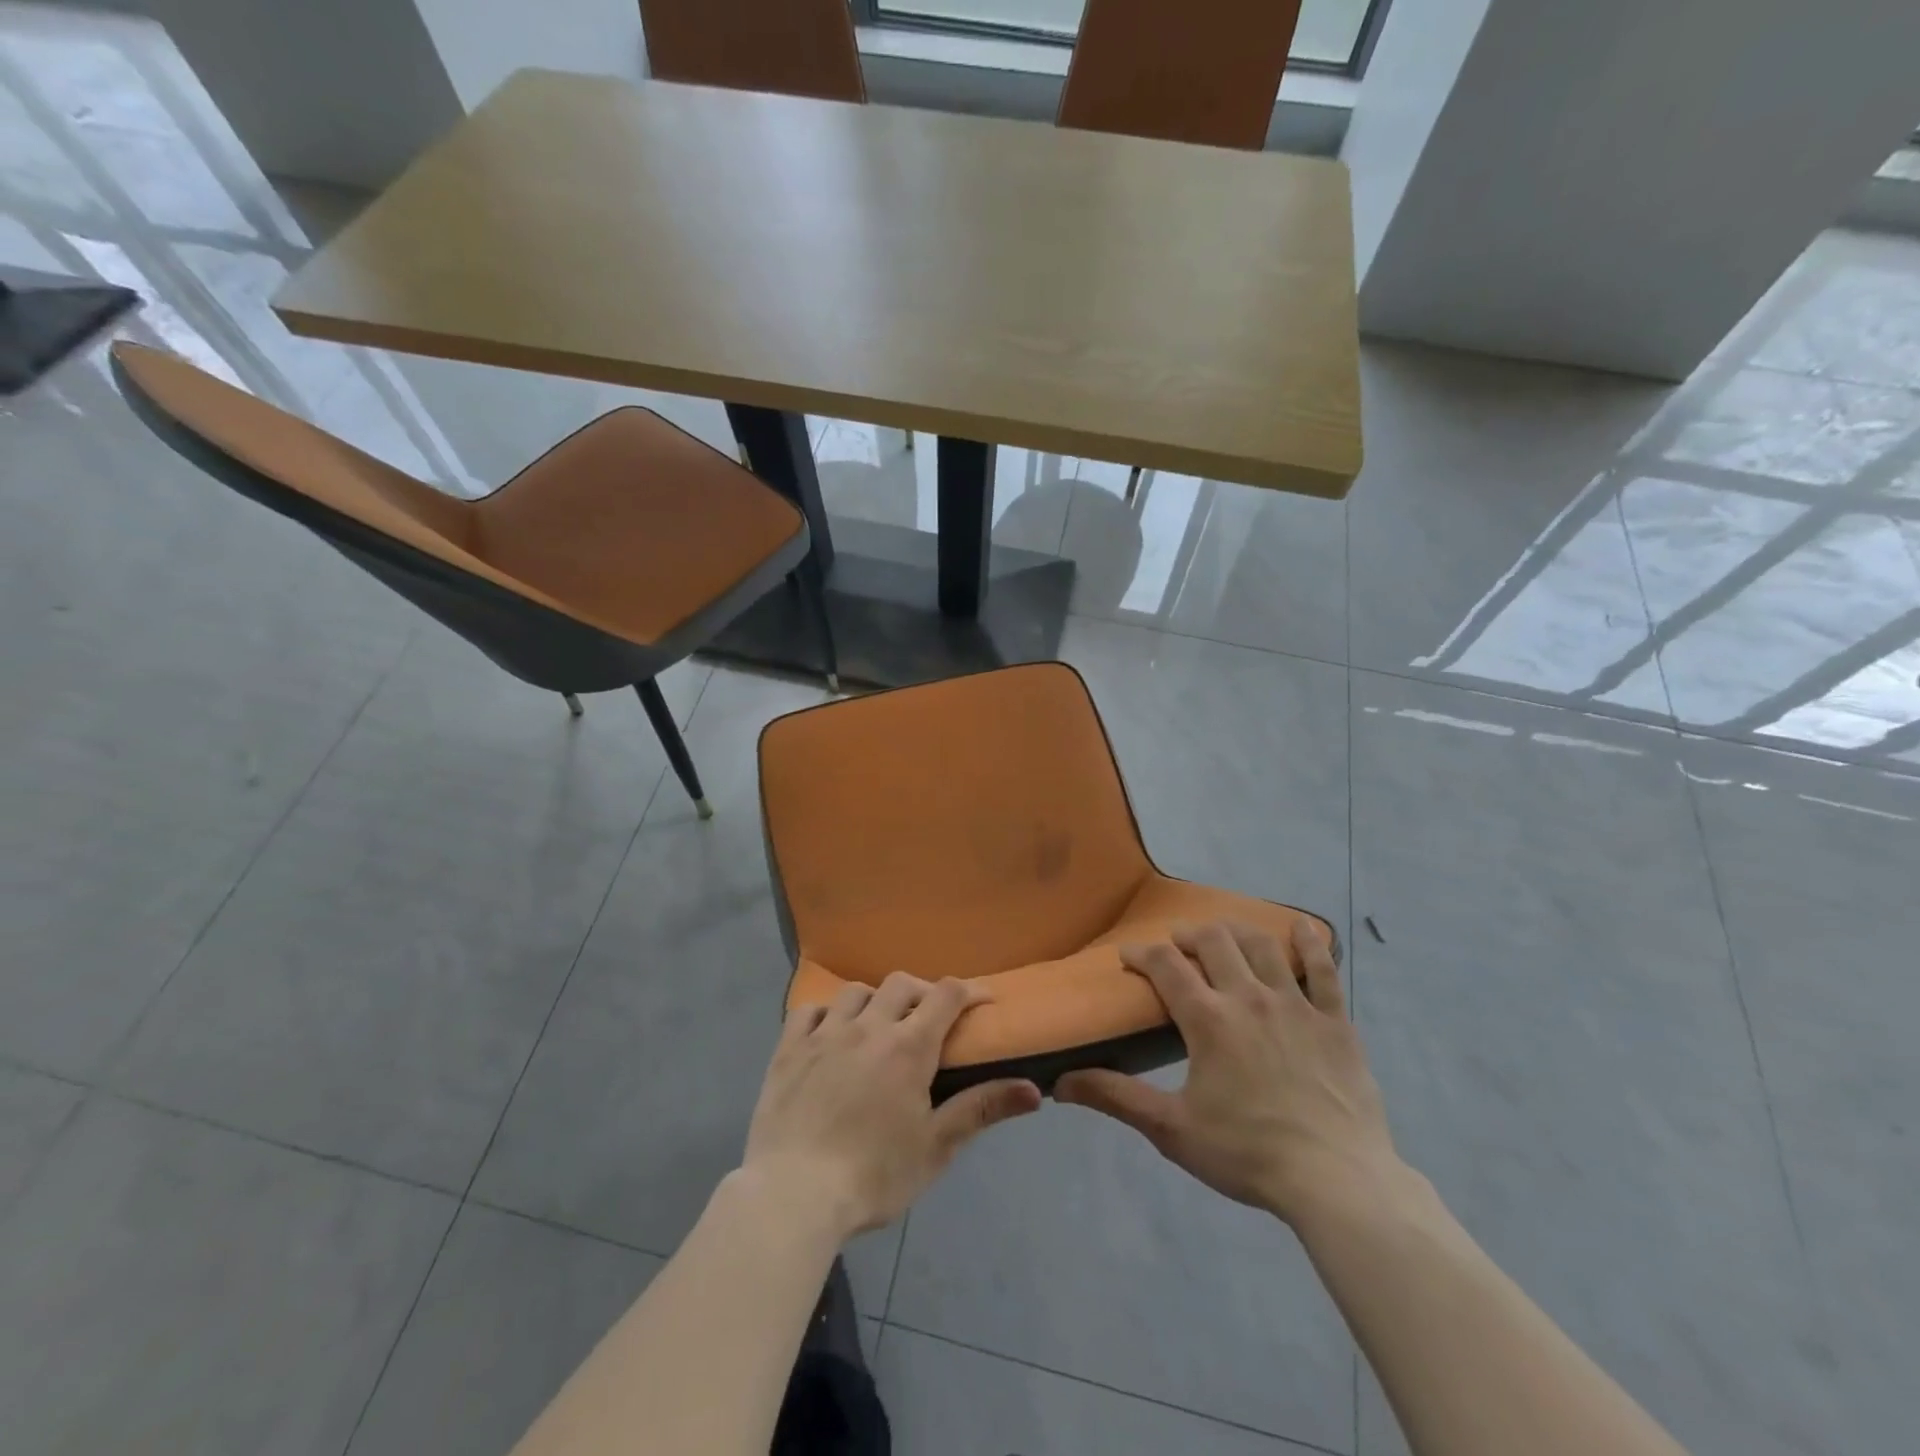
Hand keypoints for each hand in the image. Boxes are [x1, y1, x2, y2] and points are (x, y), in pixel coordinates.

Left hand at [738, 974, 1041, 1240]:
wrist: (793, 1195)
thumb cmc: (874, 1175)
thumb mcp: (936, 1147)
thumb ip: (982, 1109)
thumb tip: (1035, 1090)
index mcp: (908, 1047)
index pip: (946, 995)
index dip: (969, 991)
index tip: (982, 1001)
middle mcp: (868, 1026)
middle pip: (902, 984)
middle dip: (922, 992)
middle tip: (929, 1019)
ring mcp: (825, 1034)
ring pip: (856, 991)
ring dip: (875, 1000)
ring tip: (879, 1025)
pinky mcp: (789, 1049)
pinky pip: (809, 1010)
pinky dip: (826, 1013)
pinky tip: (830, 1033)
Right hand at [1056, 920, 1403, 1227]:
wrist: (1336, 1181)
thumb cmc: (1247, 1154)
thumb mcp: (1171, 1129)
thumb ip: (1116, 1097)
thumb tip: (1060, 1082)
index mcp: (1208, 1018)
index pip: (1165, 965)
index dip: (1142, 954)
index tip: (1129, 956)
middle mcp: (1249, 997)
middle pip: (1214, 941)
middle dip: (1189, 935)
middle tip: (1178, 945)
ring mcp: (1296, 1004)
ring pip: (1262, 945)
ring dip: (1237, 932)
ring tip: (1225, 935)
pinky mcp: (1335, 1021)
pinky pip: (1324, 971)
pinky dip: (1311, 945)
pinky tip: (1302, 929)